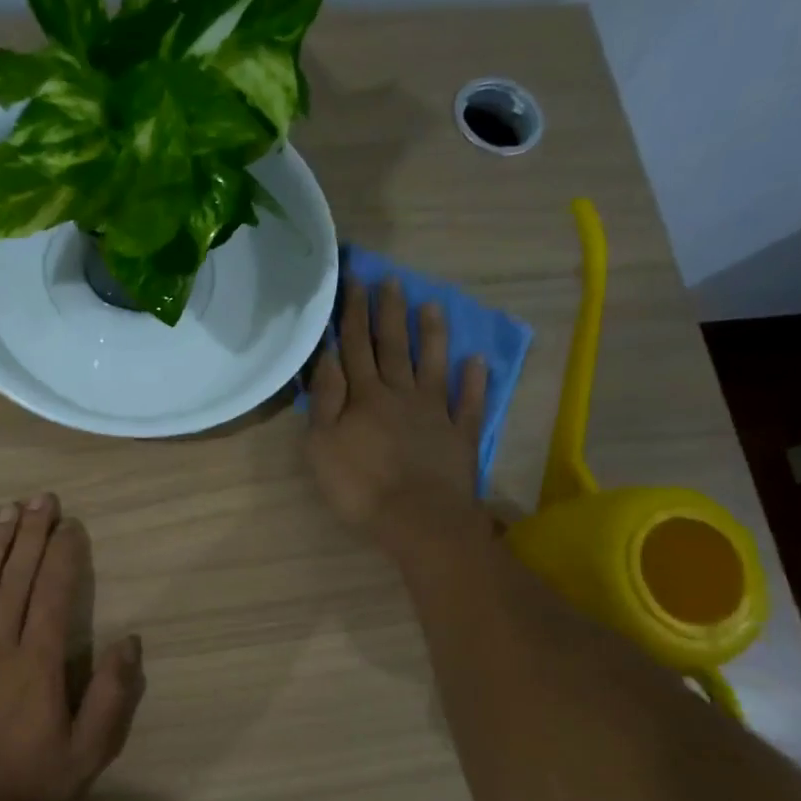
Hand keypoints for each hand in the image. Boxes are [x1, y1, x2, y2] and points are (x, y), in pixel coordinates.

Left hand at [0, 495, 144, 800]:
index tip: (70, 524)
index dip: (62, 555)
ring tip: (6, 510)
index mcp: (36, 662)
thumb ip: (111, 697)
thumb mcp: (85, 755)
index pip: (52, 593)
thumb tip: (129, 640)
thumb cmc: (22, 784)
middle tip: (41, 498)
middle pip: (16, 577)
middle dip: (31, 534)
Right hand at [305, 277, 488, 555]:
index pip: (355, 346)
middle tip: (391, 280)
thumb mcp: (322, 445)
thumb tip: (329, 357)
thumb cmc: (360, 487)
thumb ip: (325, 399)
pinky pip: (469, 402)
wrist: (418, 520)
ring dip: (432, 335)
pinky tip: (477, 361)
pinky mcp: (460, 435)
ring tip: (432, 305)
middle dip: (389, 312)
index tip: (354, 281)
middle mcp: (401, 394)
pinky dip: (474, 381)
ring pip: (433, 365)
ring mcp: (435, 413)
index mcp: (365, 397)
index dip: (354, 313)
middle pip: (393, 347)